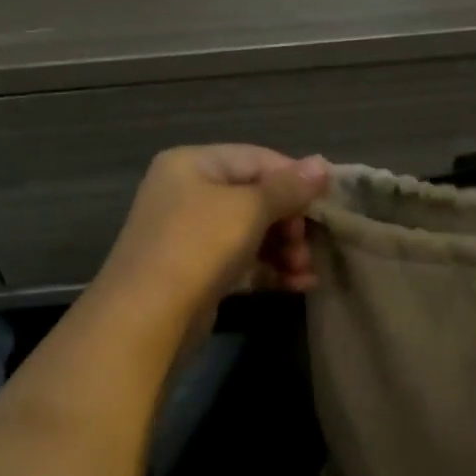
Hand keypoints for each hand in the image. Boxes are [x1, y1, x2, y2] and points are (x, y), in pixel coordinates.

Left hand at [97, 145, 330, 317]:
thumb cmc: (199, 245)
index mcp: (193, 164)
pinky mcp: (197, 271)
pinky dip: (270, 269)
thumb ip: (288, 187)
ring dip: (285, 249)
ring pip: (251, 232)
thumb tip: (322, 163)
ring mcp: (190, 234)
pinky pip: (242, 261)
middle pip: (255, 197)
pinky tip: (299, 285)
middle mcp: (188, 193)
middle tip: (309, 246)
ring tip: (306, 271)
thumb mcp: (249, 209)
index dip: (295, 178)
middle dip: (290, 222)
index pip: (257, 159)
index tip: (326, 202)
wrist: (148, 317)